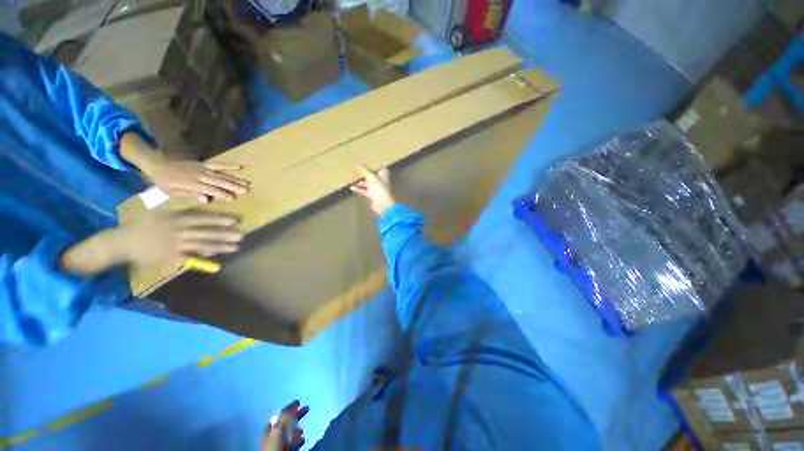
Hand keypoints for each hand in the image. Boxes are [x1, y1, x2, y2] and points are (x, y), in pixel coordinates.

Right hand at [113, 210, 242, 266]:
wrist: (123, 242)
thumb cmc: (143, 224)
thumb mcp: (160, 210)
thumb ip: (180, 207)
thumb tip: (200, 202)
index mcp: (175, 219)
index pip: (201, 219)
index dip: (219, 220)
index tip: (234, 221)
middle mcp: (178, 232)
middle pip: (206, 233)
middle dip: (225, 234)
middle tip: (241, 235)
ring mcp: (175, 245)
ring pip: (202, 245)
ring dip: (221, 246)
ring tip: (236, 246)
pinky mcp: (172, 257)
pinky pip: (193, 256)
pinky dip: (206, 255)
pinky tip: (218, 255)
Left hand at [119, 131, 248, 202]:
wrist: (157, 164)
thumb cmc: (164, 182)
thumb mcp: (172, 192)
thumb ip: (189, 195)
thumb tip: (205, 200)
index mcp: (191, 183)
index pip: (209, 189)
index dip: (221, 194)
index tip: (232, 198)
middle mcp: (199, 175)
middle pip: (219, 181)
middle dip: (233, 186)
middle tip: (246, 190)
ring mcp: (202, 168)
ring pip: (221, 174)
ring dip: (235, 179)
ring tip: (247, 183)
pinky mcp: (203, 164)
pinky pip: (218, 165)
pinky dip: (229, 166)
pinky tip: (240, 167)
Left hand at [261, 400, 308, 450]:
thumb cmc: (275, 443)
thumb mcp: (280, 427)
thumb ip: (286, 415)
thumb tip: (295, 403)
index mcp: (271, 426)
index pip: (282, 413)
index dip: (290, 407)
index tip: (299, 402)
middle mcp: (274, 433)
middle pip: (287, 421)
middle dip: (297, 415)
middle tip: (307, 409)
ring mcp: (279, 442)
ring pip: (290, 432)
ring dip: (298, 428)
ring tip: (303, 429)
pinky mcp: (285, 449)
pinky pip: (293, 442)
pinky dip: (298, 439)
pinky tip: (302, 439)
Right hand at [350, 164, 395, 214]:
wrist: (383, 205)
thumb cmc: (379, 189)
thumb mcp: (371, 178)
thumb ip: (364, 171)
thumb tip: (357, 164)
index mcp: (383, 176)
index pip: (380, 169)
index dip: (374, 166)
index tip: (367, 163)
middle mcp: (381, 182)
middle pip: (373, 176)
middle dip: (365, 174)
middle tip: (356, 171)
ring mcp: (377, 189)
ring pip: (368, 184)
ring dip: (361, 182)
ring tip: (352, 180)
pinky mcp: (373, 196)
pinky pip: (365, 191)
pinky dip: (359, 190)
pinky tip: (352, 188)